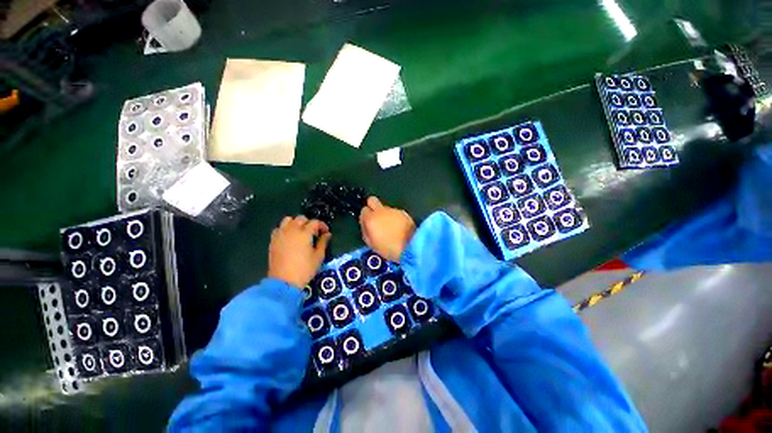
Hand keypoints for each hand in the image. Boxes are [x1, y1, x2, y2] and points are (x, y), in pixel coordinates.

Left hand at [268, 216, 331, 288]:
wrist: (283, 282)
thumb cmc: (305, 269)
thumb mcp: (318, 256)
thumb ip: (323, 242)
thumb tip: (327, 234)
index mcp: (304, 233)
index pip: (315, 222)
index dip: (322, 225)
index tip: (326, 232)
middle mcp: (291, 230)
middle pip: (301, 218)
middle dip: (309, 223)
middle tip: (314, 233)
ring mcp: (280, 234)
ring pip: (288, 220)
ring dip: (296, 223)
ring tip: (300, 232)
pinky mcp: (273, 241)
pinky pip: (279, 228)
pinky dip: (285, 229)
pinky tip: (289, 237)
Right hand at [359, 197, 414, 261]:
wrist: (411, 246)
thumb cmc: (389, 248)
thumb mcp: (372, 244)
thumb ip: (366, 232)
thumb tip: (366, 225)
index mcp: (371, 219)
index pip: (363, 210)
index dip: (365, 218)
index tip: (368, 225)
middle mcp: (381, 211)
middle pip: (372, 200)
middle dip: (372, 207)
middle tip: (376, 219)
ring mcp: (393, 210)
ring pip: (385, 208)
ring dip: (385, 215)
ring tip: (390, 228)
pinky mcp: (403, 212)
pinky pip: (395, 213)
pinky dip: (394, 218)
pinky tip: (398, 227)